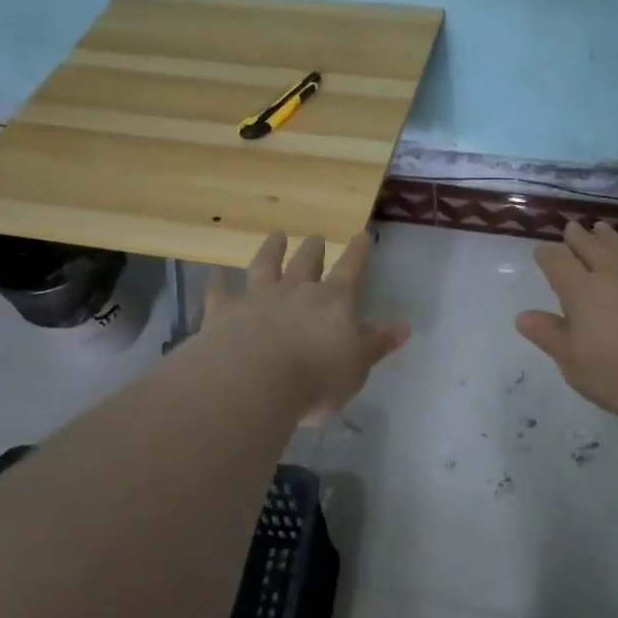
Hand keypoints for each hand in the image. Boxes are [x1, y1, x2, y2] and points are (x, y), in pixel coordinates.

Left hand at [204, 231, 409, 419]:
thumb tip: (403, 327)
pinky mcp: (224, 312)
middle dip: (313, 249)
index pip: (351, 270)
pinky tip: (214, 272)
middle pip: (306, 263)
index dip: (358, 253)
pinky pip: (220, 291)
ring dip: (272, 250)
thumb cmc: (316, 378)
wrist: (254, 381)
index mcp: (333, 301)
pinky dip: (218, 281)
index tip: (362, 235)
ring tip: (276, 235)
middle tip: (315, 237)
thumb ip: (376, 344)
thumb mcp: (357, 366)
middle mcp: (296, 291)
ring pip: (266, 266)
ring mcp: (257, 298)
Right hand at [516, 220, 617, 422]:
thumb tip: (522, 315)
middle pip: (591, 247)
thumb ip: (549, 336)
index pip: (557, 263)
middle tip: (572, 227)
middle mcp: (613, 273)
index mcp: (581, 291)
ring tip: (603, 229)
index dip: (547, 256)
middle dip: (578, 238)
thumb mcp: (574, 363)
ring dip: (611, 238)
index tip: (541, 252)